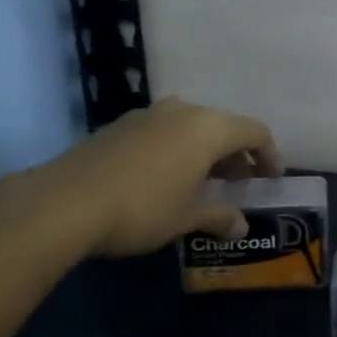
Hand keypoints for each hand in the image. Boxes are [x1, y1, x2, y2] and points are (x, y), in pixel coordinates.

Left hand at [8, 97, 283, 258]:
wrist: (65, 202)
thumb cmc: (142, 208)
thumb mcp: (186, 217)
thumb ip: (219, 216)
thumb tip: (240, 226)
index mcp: (208, 128)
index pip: (255, 131)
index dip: (269, 154)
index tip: (272, 178)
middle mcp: (183, 111)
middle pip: (223, 125)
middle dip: (236, 153)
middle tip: (240, 181)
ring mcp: (148, 114)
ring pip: (191, 126)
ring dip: (205, 150)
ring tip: (203, 180)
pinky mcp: (121, 125)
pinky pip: (163, 131)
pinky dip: (176, 148)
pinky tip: (165, 177)